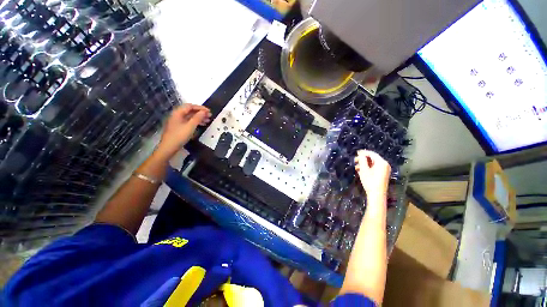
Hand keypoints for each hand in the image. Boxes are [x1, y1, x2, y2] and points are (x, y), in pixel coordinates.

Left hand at [157, 104, 210, 156]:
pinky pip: (189, 122)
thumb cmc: (179, 135)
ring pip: (190, 117)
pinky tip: (202, 125)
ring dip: (199, 118)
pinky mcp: (179, 127)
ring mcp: (178, 121)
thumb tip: (204, 111)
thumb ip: (198, 118)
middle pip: (190, 111)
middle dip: (200, 113)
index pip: (190, 106)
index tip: (209, 111)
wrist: (169, 147)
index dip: (200, 108)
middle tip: (210, 116)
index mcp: (178, 113)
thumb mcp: (190, 126)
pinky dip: (196, 122)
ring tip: (208, 121)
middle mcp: (177, 115)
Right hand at [355, 150, 390, 199]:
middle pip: (372, 158)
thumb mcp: (364, 169)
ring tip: (356, 167)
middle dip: (363, 159)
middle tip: (355, 160)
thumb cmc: (370, 181)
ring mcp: (384, 170)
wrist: (377, 194)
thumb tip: (361, 155)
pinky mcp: (383, 174)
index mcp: (381, 162)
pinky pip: (374, 168)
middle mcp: (385, 165)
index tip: (356, 152)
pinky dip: (368, 168)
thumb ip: (362, 160)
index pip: (372, 154)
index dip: (364, 152)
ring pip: (373, 163)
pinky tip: (360, 171)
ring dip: (364, 164)